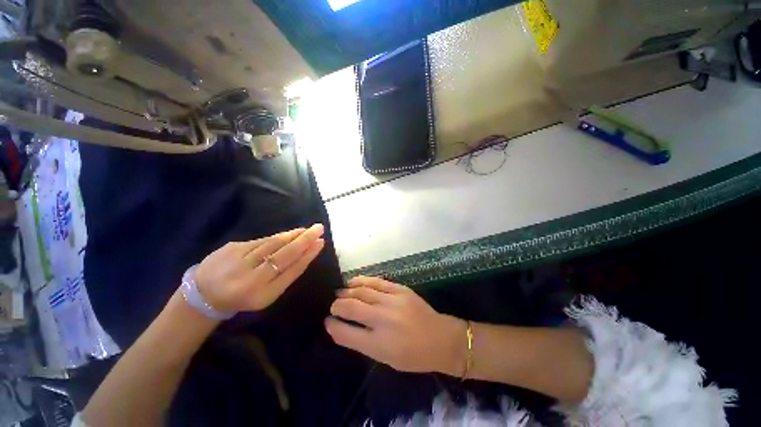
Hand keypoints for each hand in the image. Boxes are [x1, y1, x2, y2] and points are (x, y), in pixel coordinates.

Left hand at [194, 224, 324, 312]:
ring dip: (293, 235)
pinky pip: (261, 240)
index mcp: (261, 293)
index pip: (291, 270)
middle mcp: (250, 277)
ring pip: (273, 243)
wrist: (205, 294)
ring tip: (307, 229)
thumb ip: (290, 273)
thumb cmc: (245, 296)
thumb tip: (310, 250)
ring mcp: (238, 260)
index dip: (308, 255)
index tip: (321, 242)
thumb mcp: (270, 293)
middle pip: (283, 254)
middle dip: (304, 239)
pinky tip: (288, 234)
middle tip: (319, 228)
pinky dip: (277, 237)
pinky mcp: (231, 247)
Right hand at [325, 276, 465, 374]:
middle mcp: (383, 320)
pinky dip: (362, 280)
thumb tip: (343, 327)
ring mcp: (392, 301)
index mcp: (378, 344)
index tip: (328, 321)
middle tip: (333, 306)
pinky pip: (376, 282)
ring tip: (340, 293)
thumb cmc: (413, 356)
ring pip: (362, 291)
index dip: (333, 326)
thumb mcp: (385, 358)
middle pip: (351, 307)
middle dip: (337, 305)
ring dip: (347, 291)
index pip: (346, 333)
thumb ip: (363, 342)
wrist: (440, 338)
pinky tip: (353, 282)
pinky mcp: (400, 289)